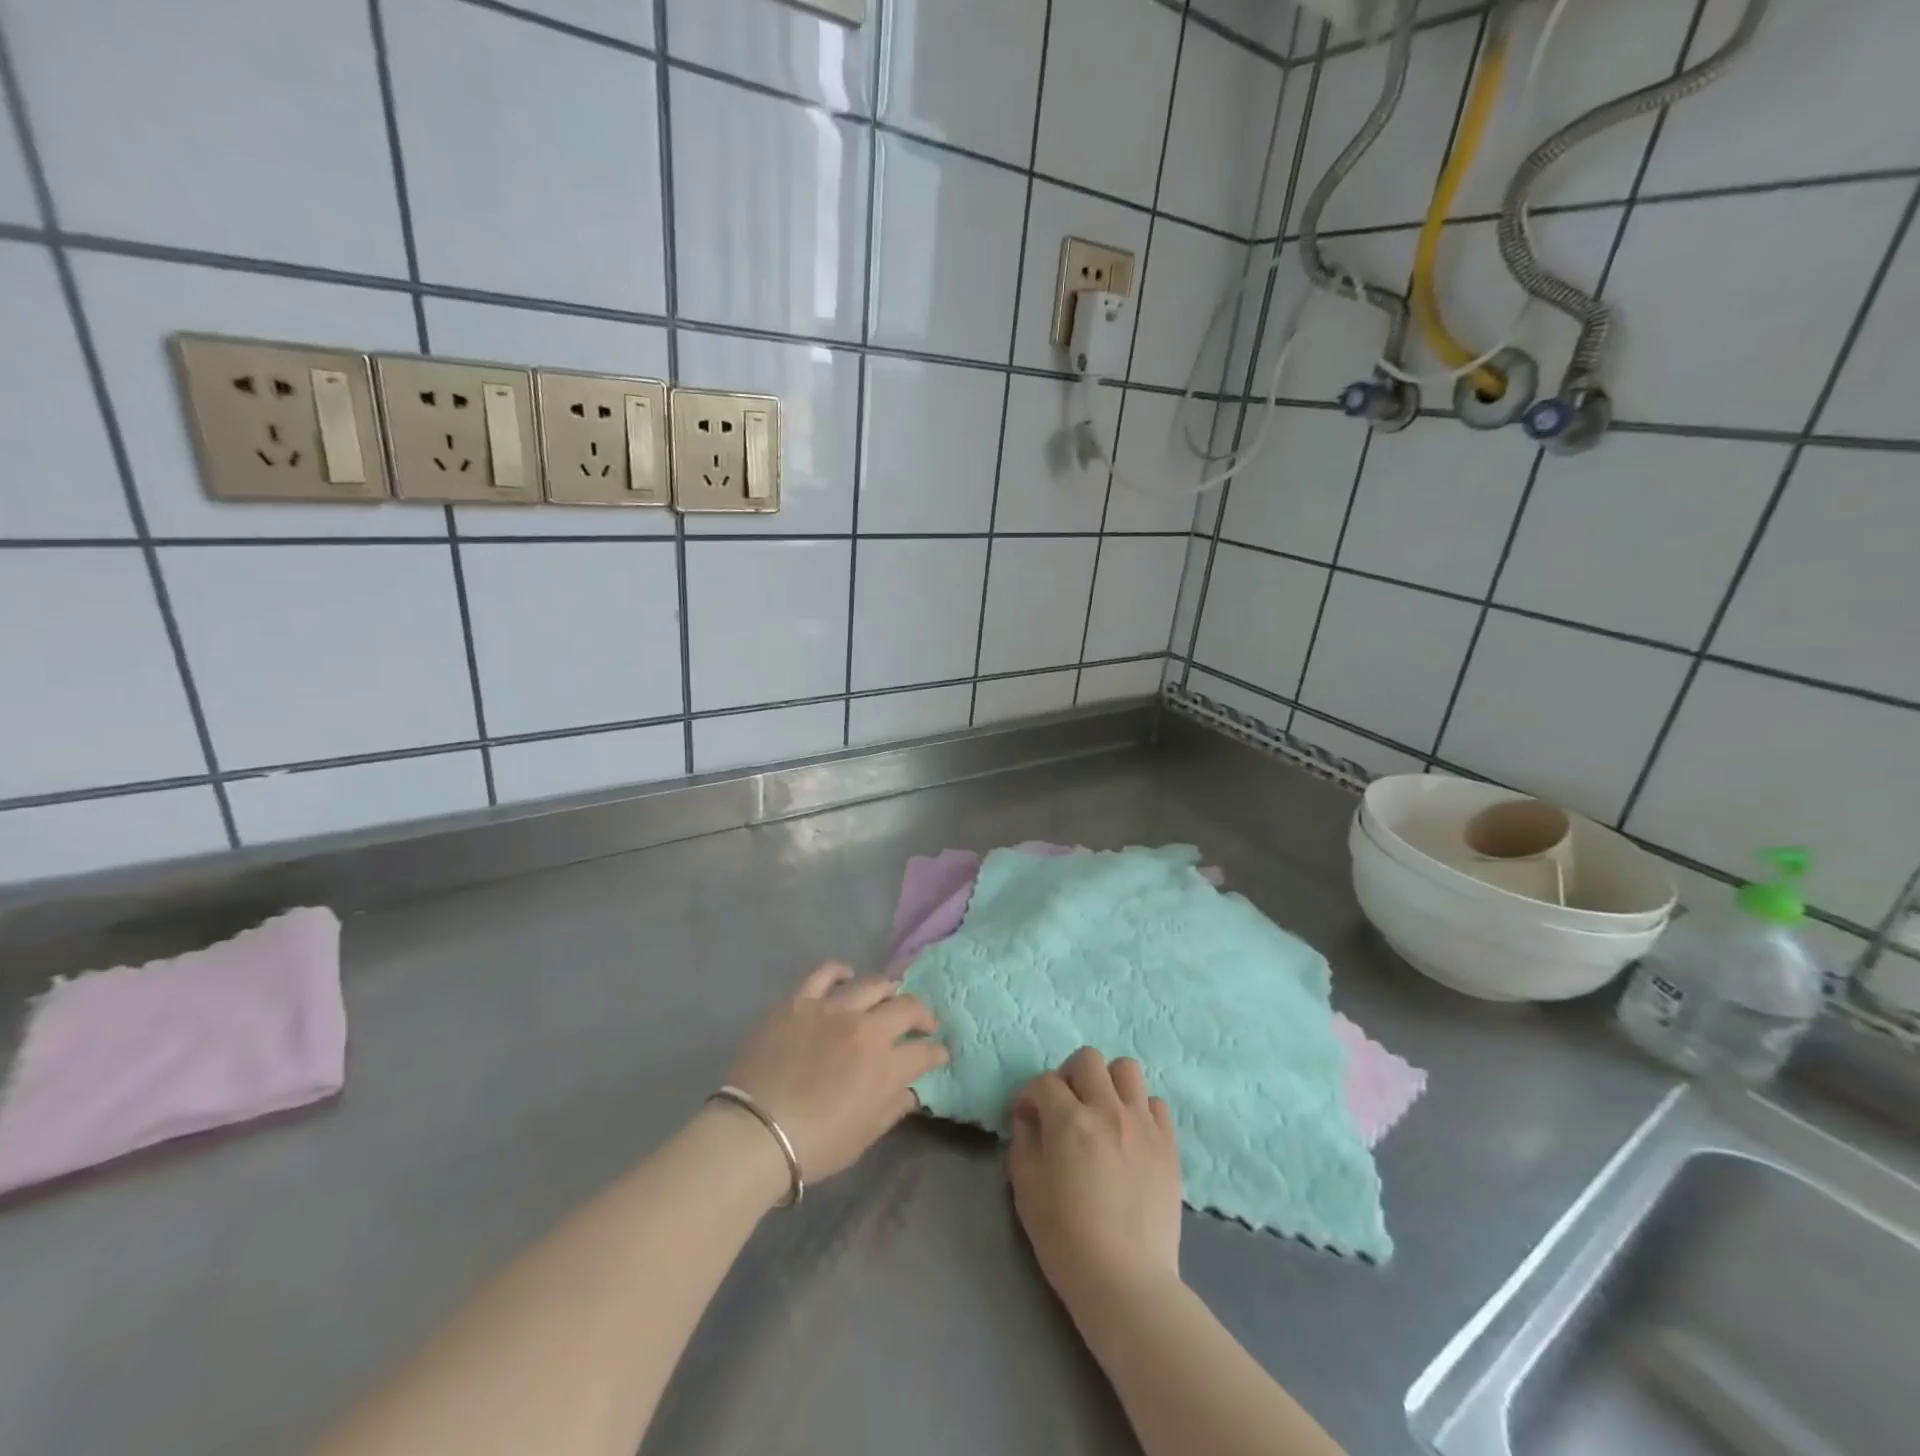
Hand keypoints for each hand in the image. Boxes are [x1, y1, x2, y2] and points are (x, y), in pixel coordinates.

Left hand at [722, 963, 947, 1185]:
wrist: (754, 1133)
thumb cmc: (814, 1145)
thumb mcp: (863, 1137)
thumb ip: (891, 1108)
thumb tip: (908, 1090)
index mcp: (886, 1066)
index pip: (924, 1052)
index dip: (936, 1052)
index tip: (939, 1054)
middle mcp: (866, 1029)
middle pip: (907, 1007)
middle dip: (922, 1016)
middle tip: (922, 1025)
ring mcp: (832, 1009)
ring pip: (872, 984)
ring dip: (887, 992)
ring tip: (887, 999)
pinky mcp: (800, 1002)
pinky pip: (825, 973)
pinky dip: (840, 972)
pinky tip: (846, 977)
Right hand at [1007, 1048, 1182, 1310]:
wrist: (1126, 1282)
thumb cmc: (1066, 1239)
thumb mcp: (1026, 1190)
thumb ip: (1023, 1143)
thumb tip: (1028, 1119)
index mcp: (1069, 1121)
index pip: (1044, 1082)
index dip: (1028, 1095)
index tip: (1025, 1115)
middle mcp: (1107, 1110)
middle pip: (1088, 1059)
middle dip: (1068, 1075)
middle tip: (1064, 1105)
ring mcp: (1142, 1124)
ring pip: (1127, 1069)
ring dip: (1108, 1082)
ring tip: (1100, 1110)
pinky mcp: (1168, 1144)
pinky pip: (1155, 1104)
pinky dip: (1139, 1109)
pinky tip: (1129, 1133)